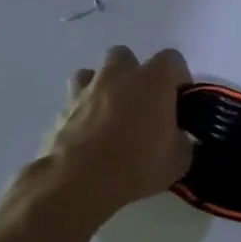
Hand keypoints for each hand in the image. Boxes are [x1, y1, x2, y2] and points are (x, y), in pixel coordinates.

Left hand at [38, 45, 194, 219]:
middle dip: (134, 73)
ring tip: (111, 113)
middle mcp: (118, 77)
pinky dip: (81, 112)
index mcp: (153, 80)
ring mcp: (84, 92)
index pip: (172, 59)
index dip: (178, 78)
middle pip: (125, 56)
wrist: (77, 185)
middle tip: (143, 102)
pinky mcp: (58, 113)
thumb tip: (177, 137)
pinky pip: (73, 102)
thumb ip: (181, 138)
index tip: (179, 101)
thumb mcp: (179, 158)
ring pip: (91, 73)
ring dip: (102, 87)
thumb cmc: (137, 165)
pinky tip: (89, 135)